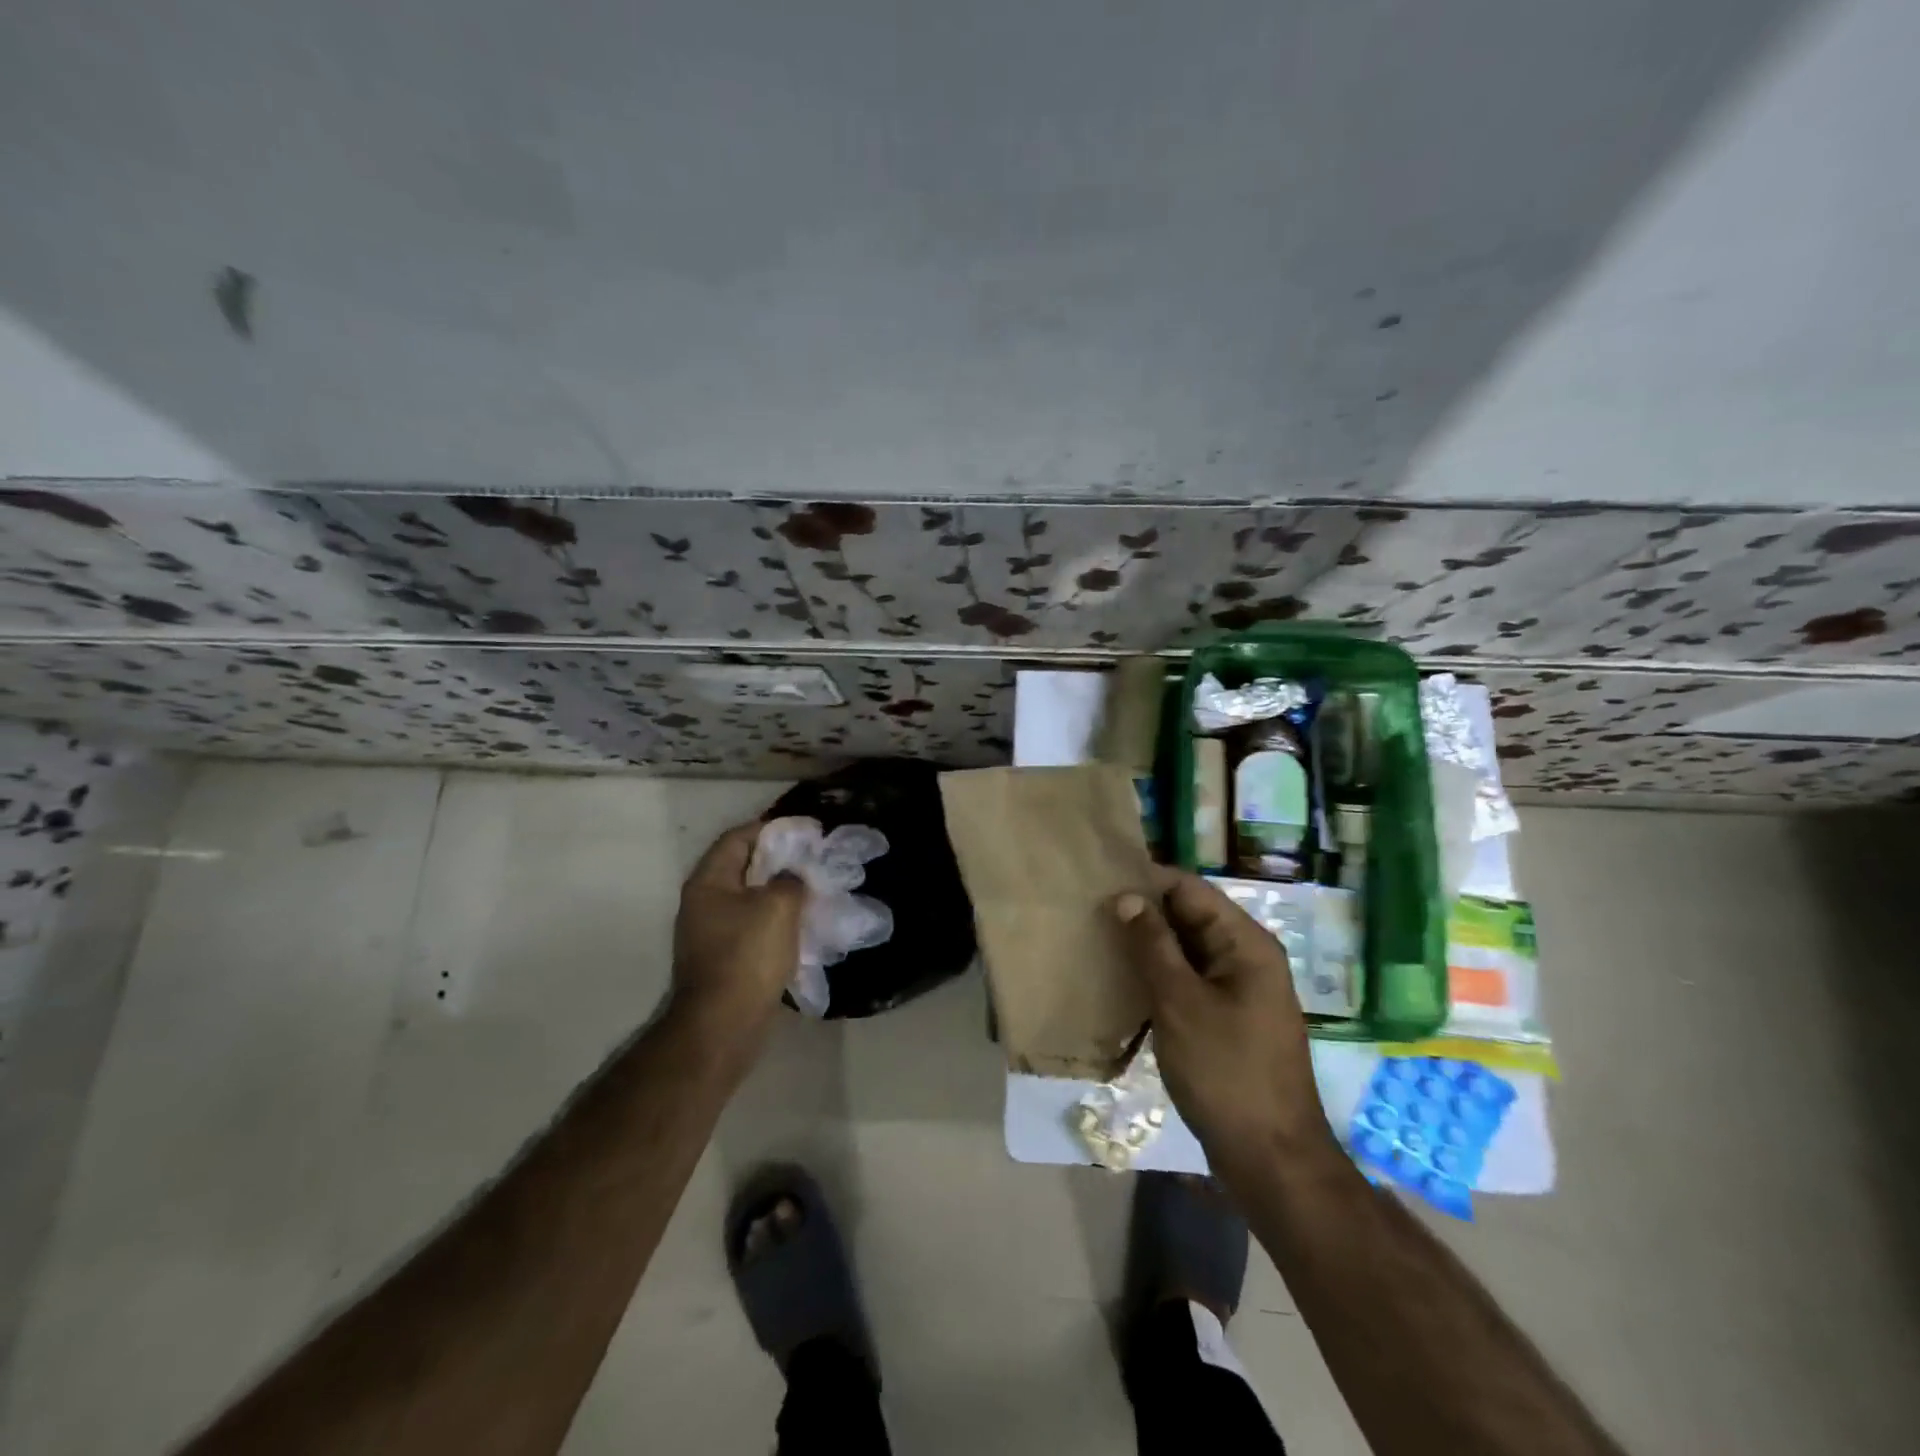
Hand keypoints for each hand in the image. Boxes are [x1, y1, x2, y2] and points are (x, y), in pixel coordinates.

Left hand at [671, 821, 805, 1042]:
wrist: (724, 1025)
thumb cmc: (748, 956)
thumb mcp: (779, 906)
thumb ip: (790, 879)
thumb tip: (792, 877)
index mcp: (708, 883)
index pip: (737, 838)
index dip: (770, 829)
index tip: (803, 831)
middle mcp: (703, 903)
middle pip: (742, 868)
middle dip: (778, 861)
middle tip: (811, 859)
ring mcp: (710, 933)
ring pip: (749, 899)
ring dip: (778, 892)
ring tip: (812, 890)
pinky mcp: (723, 959)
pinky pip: (751, 926)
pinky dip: (775, 920)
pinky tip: (800, 925)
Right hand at [1114, 870, 1335, 1165]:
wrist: (1271, 1159)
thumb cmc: (1225, 1073)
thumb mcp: (1180, 1003)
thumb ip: (1153, 945)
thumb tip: (1127, 897)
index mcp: (1246, 943)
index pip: (1190, 889)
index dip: (1146, 881)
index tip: (1099, 883)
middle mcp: (1247, 957)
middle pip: (1189, 917)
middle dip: (1143, 914)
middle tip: (1089, 913)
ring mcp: (1240, 990)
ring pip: (1187, 950)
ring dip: (1148, 947)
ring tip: (1098, 942)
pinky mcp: (1228, 1019)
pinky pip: (1190, 981)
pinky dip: (1159, 976)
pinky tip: (1123, 982)